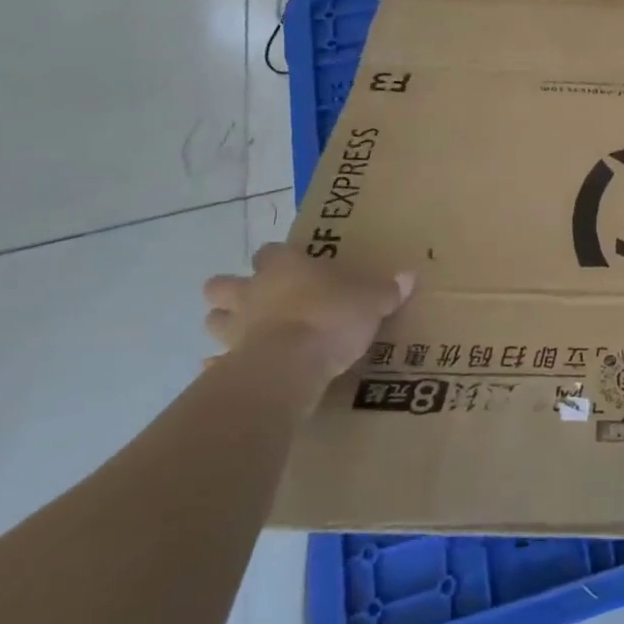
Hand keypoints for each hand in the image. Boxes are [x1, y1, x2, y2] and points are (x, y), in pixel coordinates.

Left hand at [202, 243, 413, 384]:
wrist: (290, 365)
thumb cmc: (330, 318)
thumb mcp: (372, 301)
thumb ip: (387, 290)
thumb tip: (409, 276)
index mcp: (284, 268)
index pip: (271, 251)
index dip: (279, 258)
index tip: (294, 267)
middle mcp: (252, 292)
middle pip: (222, 284)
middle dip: (233, 290)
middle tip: (259, 300)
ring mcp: (234, 329)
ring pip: (214, 319)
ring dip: (227, 324)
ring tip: (249, 334)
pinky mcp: (227, 364)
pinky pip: (217, 363)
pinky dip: (223, 366)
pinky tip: (239, 371)